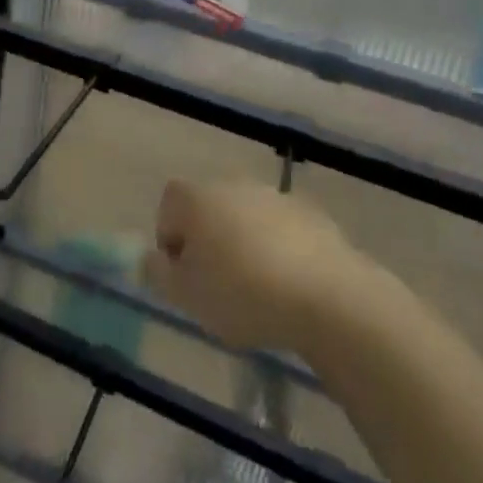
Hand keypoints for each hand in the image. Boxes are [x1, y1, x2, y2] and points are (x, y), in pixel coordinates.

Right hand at [142, 179, 367, 352]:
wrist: (327, 297)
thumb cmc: (242, 293)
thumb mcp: (185, 296)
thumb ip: (158, 273)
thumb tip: (154, 258)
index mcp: (197, 197)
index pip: (168, 205)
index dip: (170, 239)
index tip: (184, 276)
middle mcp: (233, 185)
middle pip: (208, 208)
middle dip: (208, 240)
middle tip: (217, 285)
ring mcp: (275, 196)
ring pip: (246, 218)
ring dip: (244, 244)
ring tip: (257, 289)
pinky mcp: (312, 215)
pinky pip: (282, 231)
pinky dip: (279, 250)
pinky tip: (289, 286)